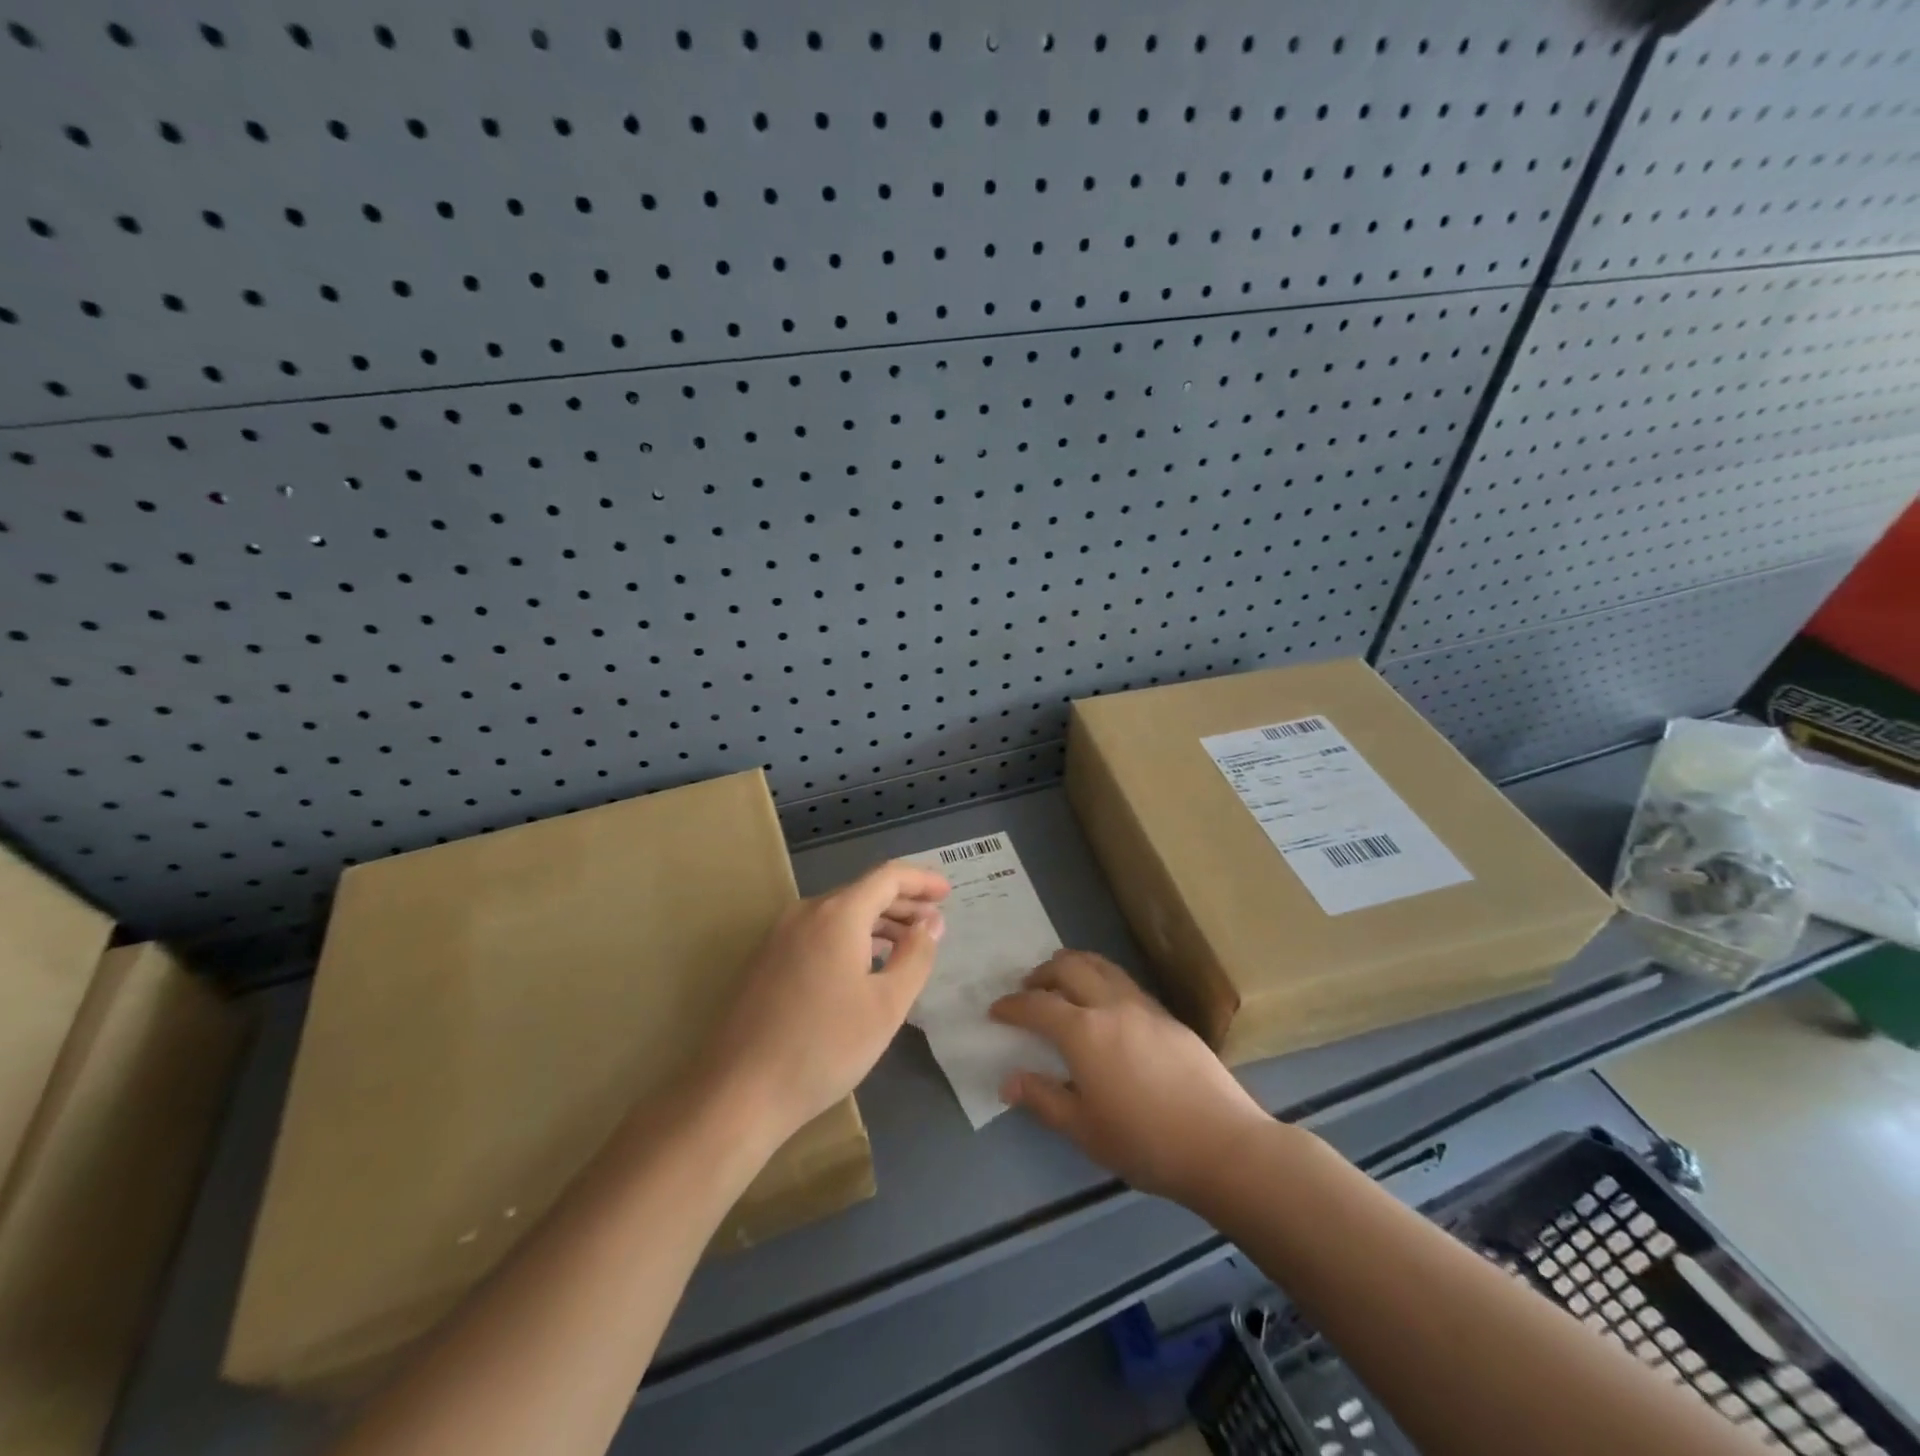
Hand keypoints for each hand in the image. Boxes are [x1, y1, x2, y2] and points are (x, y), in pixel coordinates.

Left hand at [702, 861, 948, 1145]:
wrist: (739, 1092)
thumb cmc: (824, 1047)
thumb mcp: (887, 1005)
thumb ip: (916, 956)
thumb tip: (931, 923)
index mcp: (837, 914)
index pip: (888, 877)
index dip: (922, 880)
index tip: (948, 893)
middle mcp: (806, 913)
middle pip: (863, 892)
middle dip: (903, 903)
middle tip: (935, 922)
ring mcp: (780, 936)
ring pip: (839, 913)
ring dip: (878, 922)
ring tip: (907, 944)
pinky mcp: (766, 961)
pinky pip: (819, 933)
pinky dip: (851, 937)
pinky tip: (865, 965)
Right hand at [990, 950, 1269, 1204]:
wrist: (1222, 1144)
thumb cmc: (1145, 1142)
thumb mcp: (1084, 1130)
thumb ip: (1043, 1099)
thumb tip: (1008, 1080)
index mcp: (1083, 1032)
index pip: (1037, 1005)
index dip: (1012, 1005)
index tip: (996, 1010)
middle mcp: (1111, 1005)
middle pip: (1069, 967)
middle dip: (1042, 972)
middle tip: (1028, 988)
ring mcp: (1143, 1006)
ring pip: (1101, 965)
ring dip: (1074, 966)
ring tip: (1063, 982)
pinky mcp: (1168, 1015)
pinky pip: (1124, 981)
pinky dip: (1101, 979)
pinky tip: (1104, 1005)